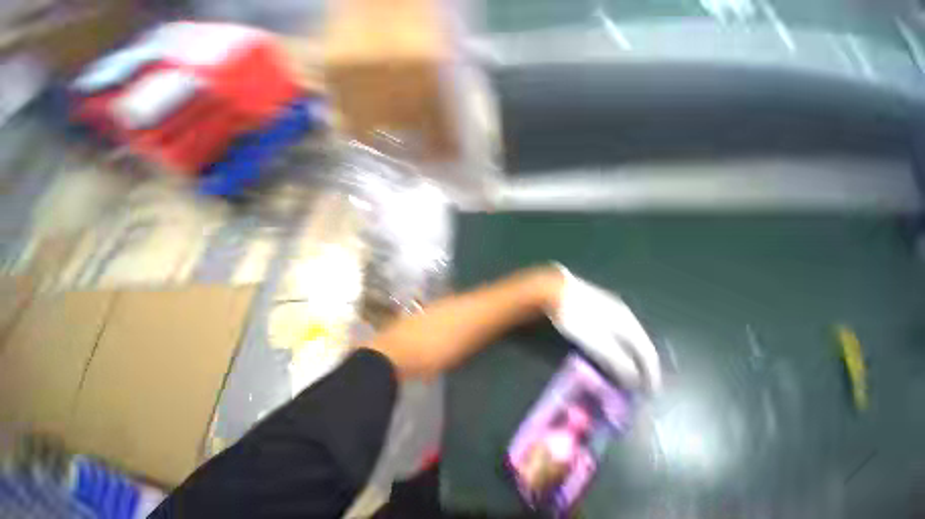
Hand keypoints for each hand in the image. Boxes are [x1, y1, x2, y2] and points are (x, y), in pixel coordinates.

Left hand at [548, 265, 661, 392]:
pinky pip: (614, 328)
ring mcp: (609, 305)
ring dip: (629, 353)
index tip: (650, 392)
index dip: (651, 374)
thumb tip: (635, 380)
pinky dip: (617, 342)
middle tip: (639, 383)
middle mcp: (624, 312)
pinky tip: (609, 347)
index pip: (648, 352)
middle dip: (641, 364)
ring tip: (625, 369)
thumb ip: (618, 361)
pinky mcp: (595, 303)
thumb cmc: (576, 318)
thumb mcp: (597, 343)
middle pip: (639, 343)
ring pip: (627, 334)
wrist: (554, 289)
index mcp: (629, 322)